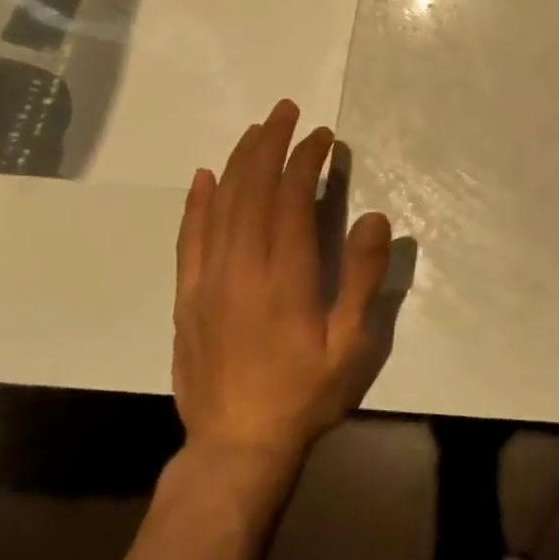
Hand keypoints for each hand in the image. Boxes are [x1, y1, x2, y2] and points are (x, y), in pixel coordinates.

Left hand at [171, 99, 394, 471]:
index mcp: (283, 276)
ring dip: (239, 162)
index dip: (305, 160)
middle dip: (270, 144)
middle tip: (286, 111)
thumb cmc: (305, 395)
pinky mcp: (187, 297)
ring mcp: (207, 281)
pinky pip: (189, 239)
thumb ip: (361, 279)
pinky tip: (205, 176)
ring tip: (256, 130)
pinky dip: (196, 203)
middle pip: (251, 190)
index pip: (290, 199)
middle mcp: (240, 268)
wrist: (236, 448)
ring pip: (220, 206)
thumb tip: (371, 216)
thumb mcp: (351, 345)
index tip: (321, 137)